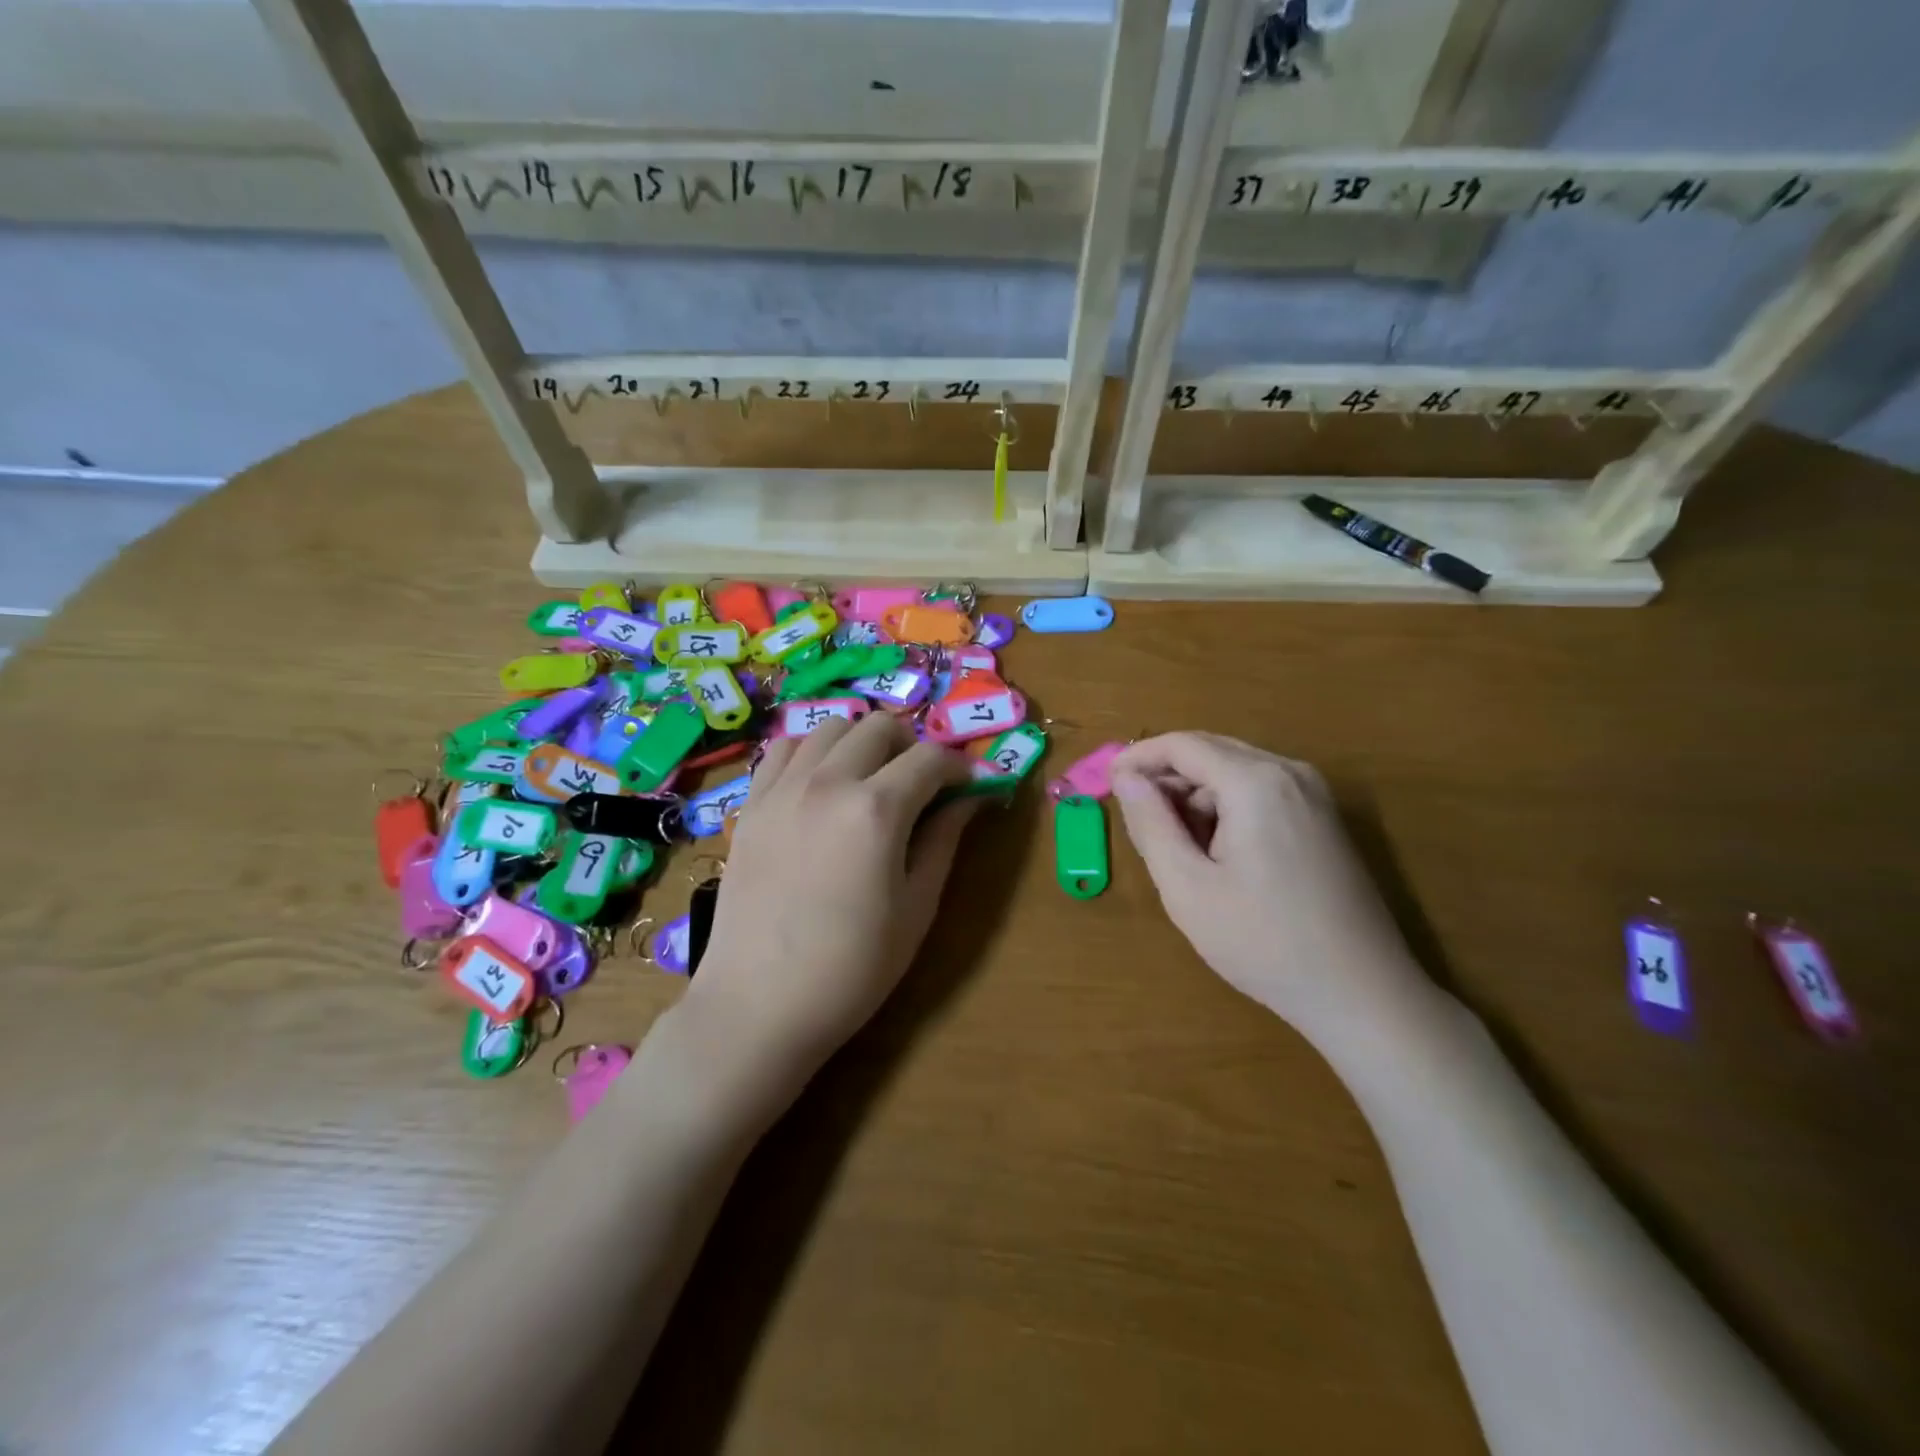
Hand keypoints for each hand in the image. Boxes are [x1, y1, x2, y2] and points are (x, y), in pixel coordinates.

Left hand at [683, 712, 977, 1086]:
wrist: (759, 1006)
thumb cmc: (852, 968)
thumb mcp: (916, 908)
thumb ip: (944, 841)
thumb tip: (972, 799)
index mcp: (876, 810)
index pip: (930, 759)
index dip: (960, 767)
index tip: (972, 784)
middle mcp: (827, 782)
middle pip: (879, 726)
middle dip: (911, 745)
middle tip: (920, 783)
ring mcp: (781, 789)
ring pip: (830, 726)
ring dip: (861, 742)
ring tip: (869, 778)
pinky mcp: (750, 805)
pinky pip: (783, 750)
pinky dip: (812, 752)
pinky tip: (820, 784)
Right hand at [1110, 732, 1432, 1047]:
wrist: (1362, 993)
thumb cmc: (1263, 942)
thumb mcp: (1187, 887)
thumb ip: (1150, 824)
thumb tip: (1126, 777)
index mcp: (1255, 782)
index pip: (1182, 745)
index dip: (1138, 757)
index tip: (1107, 783)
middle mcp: (1289, 772)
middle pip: (1210, 752)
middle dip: (1167, 778)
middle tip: (1137, 821)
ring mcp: (1314, 794)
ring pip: (1235, 772)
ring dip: (1197, 796)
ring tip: (1179, 849)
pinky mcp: (1324, 818)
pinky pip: (1261, 791)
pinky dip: (1227, 808)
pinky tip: (1219, 854)